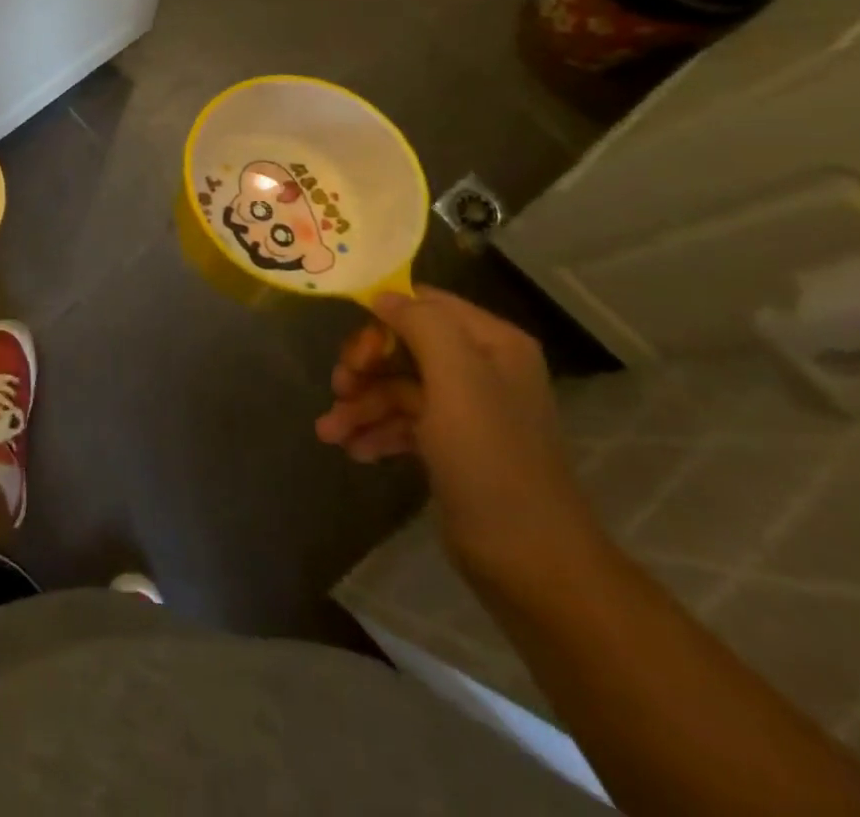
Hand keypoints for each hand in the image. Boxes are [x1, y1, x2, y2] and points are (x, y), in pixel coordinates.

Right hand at [315, 288, 599, 585]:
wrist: (530, 562)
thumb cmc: (491, 459)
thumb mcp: (457, 379)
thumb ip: (422, 325)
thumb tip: (383, 296)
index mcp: (491, 344)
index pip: (424, 304)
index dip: (382, 318)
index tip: (353, 351)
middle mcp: (480, 369)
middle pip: (403, 345)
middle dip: (365, 366)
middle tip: (339, 388)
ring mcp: (465, 409)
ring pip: (396, 386)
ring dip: (360, 404)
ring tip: (330, 432)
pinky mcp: (450, 446)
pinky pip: (402, 421)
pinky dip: (374, 431)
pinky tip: (353, 450)